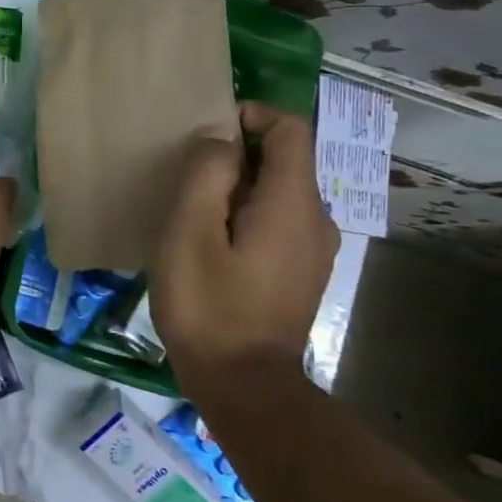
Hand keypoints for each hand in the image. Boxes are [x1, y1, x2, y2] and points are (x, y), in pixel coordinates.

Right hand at [148, 102, 338, 389]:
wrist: (244, 386)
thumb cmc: (209, 305)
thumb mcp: (190, 232)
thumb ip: (206, 174)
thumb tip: (218, 137)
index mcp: (292, 202)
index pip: (290, 128)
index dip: (251, 115)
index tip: (206, 133)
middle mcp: (315, 218)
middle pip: (285, 159)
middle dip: (238, 152)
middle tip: (186, 173)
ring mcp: (313, 249)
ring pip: (279, 191)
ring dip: (238, 185)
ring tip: (193, 207)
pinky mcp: (300, 272)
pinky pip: (278, 220)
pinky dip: (247, 212)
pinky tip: (211, 241)